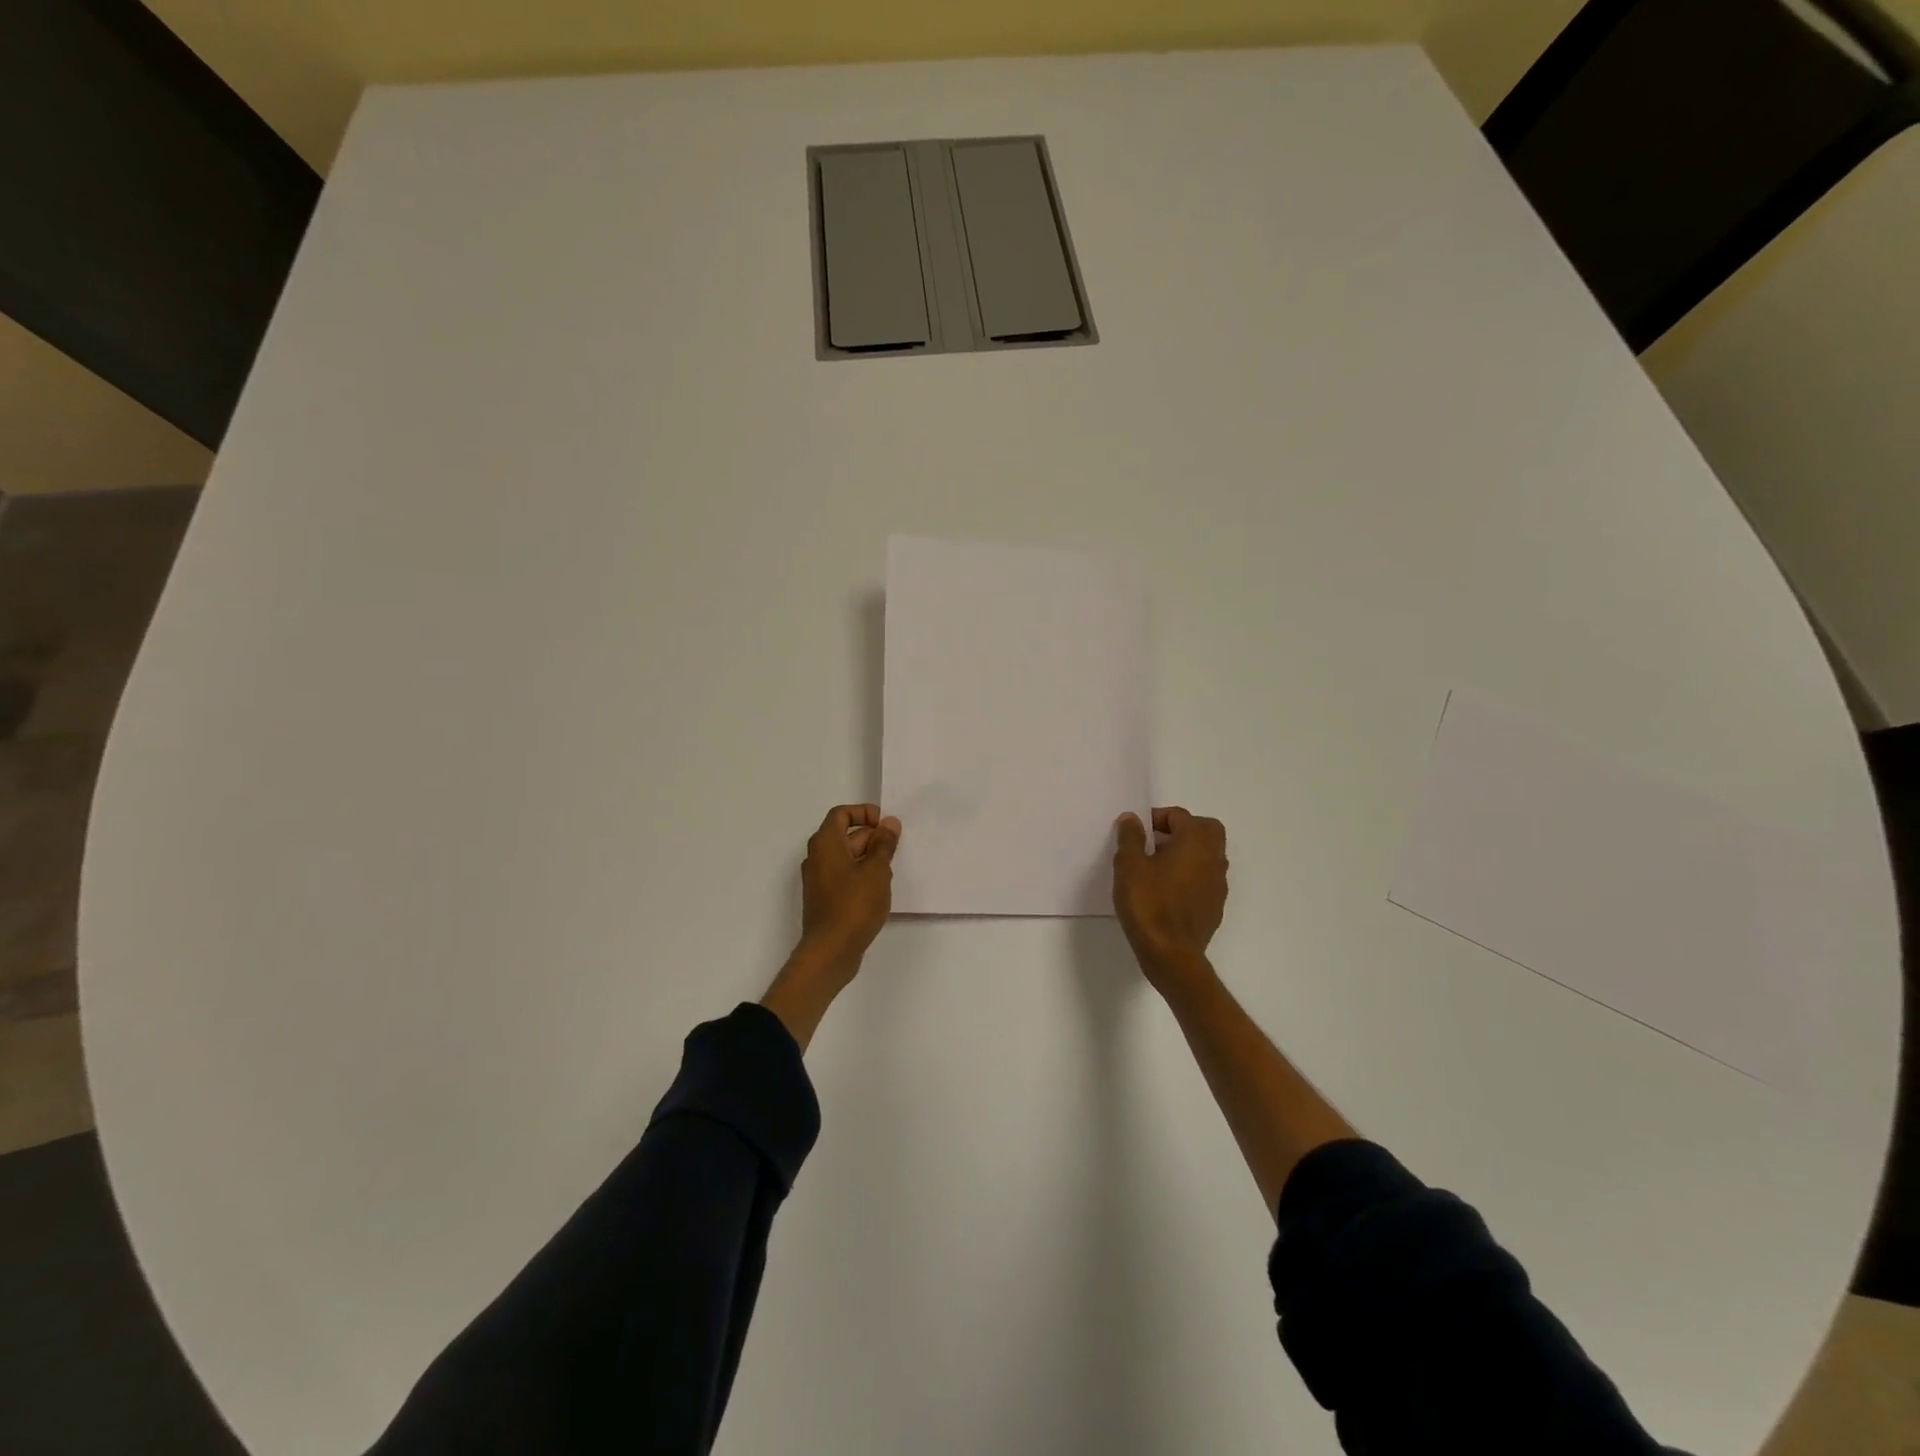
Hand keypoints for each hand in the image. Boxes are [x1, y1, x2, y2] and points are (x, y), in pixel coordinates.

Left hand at [797, 802, 900, 976]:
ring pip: (847, 858)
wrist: (830, 951)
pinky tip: (879, 892)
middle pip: (845, 836)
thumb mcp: (876, 871)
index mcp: (825, 844)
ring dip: (869, 860)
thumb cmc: (854, 905)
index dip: (864, 813)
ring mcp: (819, 879)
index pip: (841, 814)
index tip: (885, 824)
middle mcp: (817, 857)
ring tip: (890, 874)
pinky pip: (844, 876)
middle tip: (896, 850)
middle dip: (872, 839)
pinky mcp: (825, 899)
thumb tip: (889, 822)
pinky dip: (861, 876)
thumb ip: (883, 844)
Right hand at [1113, 807, 1228, 991]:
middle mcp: (1214, 858)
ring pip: (1207, 856)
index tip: (1137, 833)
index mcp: (1195, 842)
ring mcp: (1219, 884)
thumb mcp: (1129, 866)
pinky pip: (1205, 879)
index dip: (1157, 818)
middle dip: (1181, 830)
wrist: (1171, 955)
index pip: (1180, 815)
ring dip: (1187, 854)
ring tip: (1157, 868)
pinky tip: (1167, 892)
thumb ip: (1131, 837)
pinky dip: (1190, 876)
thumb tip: (1132, 818)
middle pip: (1205, 830)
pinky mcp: (1216, 906)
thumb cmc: (1149, 904)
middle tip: (1154, 843)